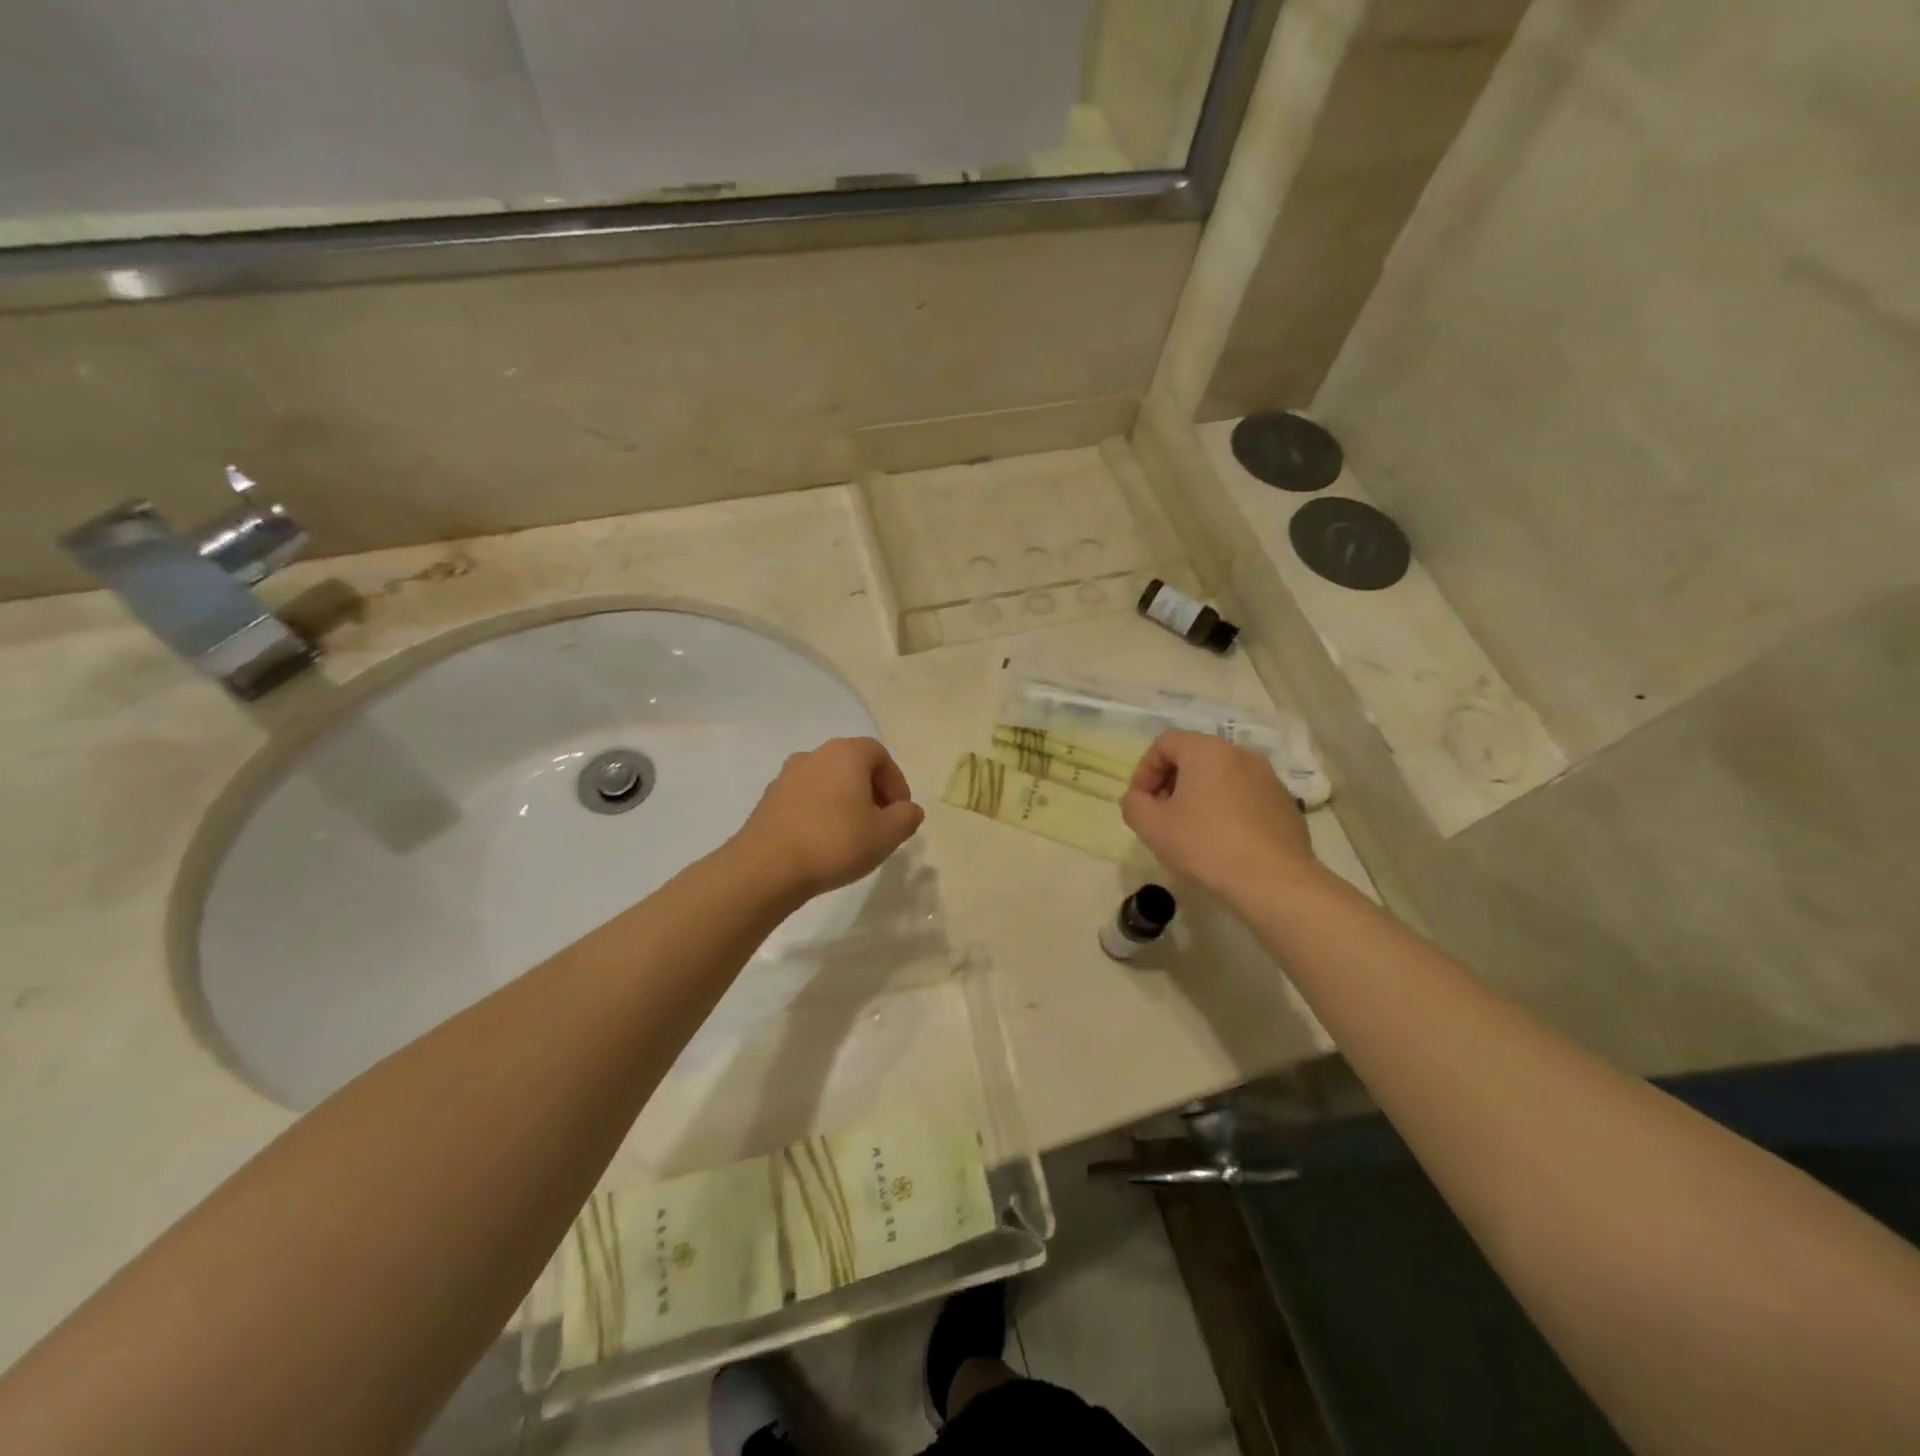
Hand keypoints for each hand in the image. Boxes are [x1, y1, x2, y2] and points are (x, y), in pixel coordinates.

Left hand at [735, 737, 925, 899]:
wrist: (767, 867)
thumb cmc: (835, 842)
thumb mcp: (886, 835)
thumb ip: (906, 817)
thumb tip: (908, 809)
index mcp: (845, 754)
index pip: (879, 755)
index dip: (896, 782)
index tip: (900, 812)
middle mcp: (815, 755)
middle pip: (852, 765)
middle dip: (871, 791)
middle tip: (880, 823)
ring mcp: (787, 776)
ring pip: (827, 781)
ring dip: (844, 801)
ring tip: (852, 835)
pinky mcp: (768, 799)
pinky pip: (805, 798)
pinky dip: (820, 812)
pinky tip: (822, 842)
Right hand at [1121, 730, 1318, 906]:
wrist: (1274, 881)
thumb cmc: (1206, 845)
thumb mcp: (1151, 826)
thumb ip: (1133, 804)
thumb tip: (1140, 799)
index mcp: (1206, 750)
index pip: (1165, 743)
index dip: (1145, 770)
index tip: (1141, 802)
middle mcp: (1240, 754)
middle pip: (1194, 757)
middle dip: (1171, 783)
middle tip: (1161, 817)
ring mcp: (1268, 778)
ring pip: (1221, 777)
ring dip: (1199, 797)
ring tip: (1191, 832)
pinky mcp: (1285, 804)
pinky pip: (1244, 797)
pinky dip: (1226, 810)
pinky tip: (1222, 842)